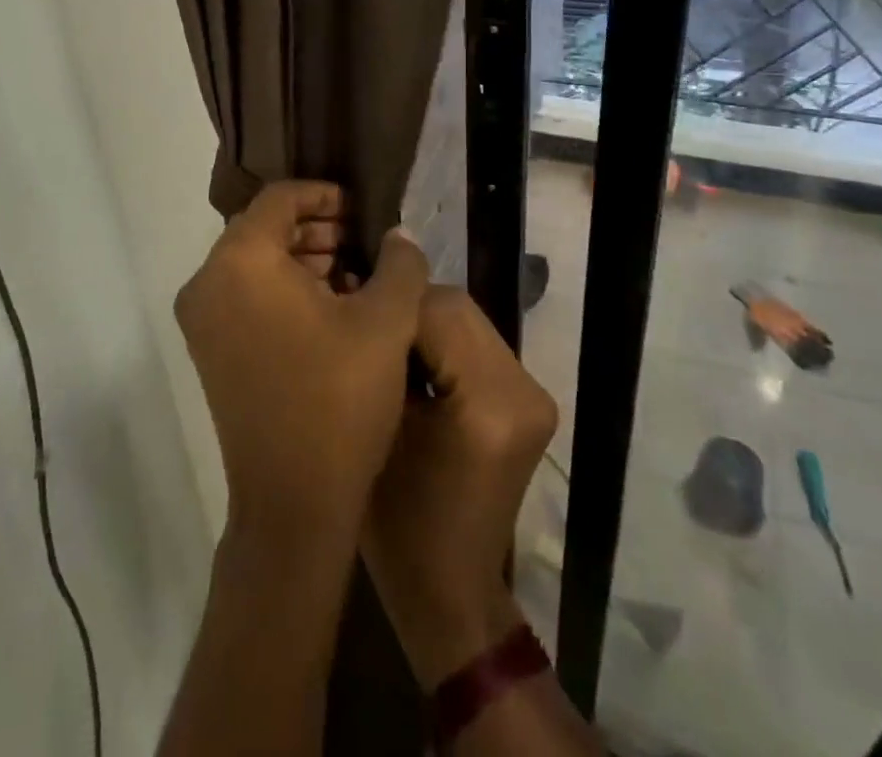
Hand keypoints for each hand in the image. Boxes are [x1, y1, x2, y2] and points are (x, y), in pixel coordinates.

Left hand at [175, 182, 427, 549]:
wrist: (292, 505)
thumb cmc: (339, 400)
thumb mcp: (387, 323)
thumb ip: (399, 263)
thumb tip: (398, 235)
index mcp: (241, 260)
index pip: (279, 198)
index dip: (322, 194)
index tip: (359, 210)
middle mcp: (208, 281)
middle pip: (262, 228)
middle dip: (314, 228)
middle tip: (359, 244)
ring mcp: (201, 320)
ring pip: (252, 263)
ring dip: (299, 260)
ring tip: (350, 276)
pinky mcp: (207, 351)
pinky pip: (243, 296)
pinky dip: (280, 289)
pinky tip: (327, 309)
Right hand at [361, 286, 558, 687]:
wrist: (450, 589)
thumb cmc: (398, 522)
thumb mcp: (377, 428)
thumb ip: (380, 355)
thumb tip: (357, 291)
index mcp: (488, 403)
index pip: (435, 310)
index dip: (388, 302)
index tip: (348, 303)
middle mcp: (523, 389)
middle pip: (457, 307)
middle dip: (407, 308)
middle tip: (365, 324)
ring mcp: (533, 394)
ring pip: (467, 320)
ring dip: (425, 322)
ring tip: (385, 343)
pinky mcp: (529, 400)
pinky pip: (477, 344)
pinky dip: (444, 342)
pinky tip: (413, 363)